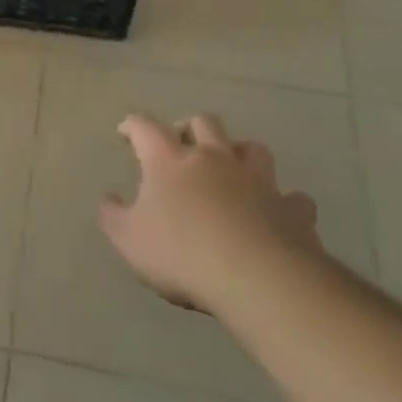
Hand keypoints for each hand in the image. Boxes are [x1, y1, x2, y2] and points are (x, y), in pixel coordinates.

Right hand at [99, 114, 320, 314]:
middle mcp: (214, 158)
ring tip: (231, 168)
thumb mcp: (128, 240)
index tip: (125, 132)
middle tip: (181, 145)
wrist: (258, 278)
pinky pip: (292, 196)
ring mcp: (258, 180)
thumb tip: (109, 198)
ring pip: (252, 148)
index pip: (145, 128)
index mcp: (169, 160)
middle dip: (190, 128)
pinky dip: (282, 201)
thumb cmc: (181, 253)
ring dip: (239, 152)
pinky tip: (275, 212)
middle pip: (204, 123)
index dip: (132, 125)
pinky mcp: (292, 208)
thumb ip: (113, 216)